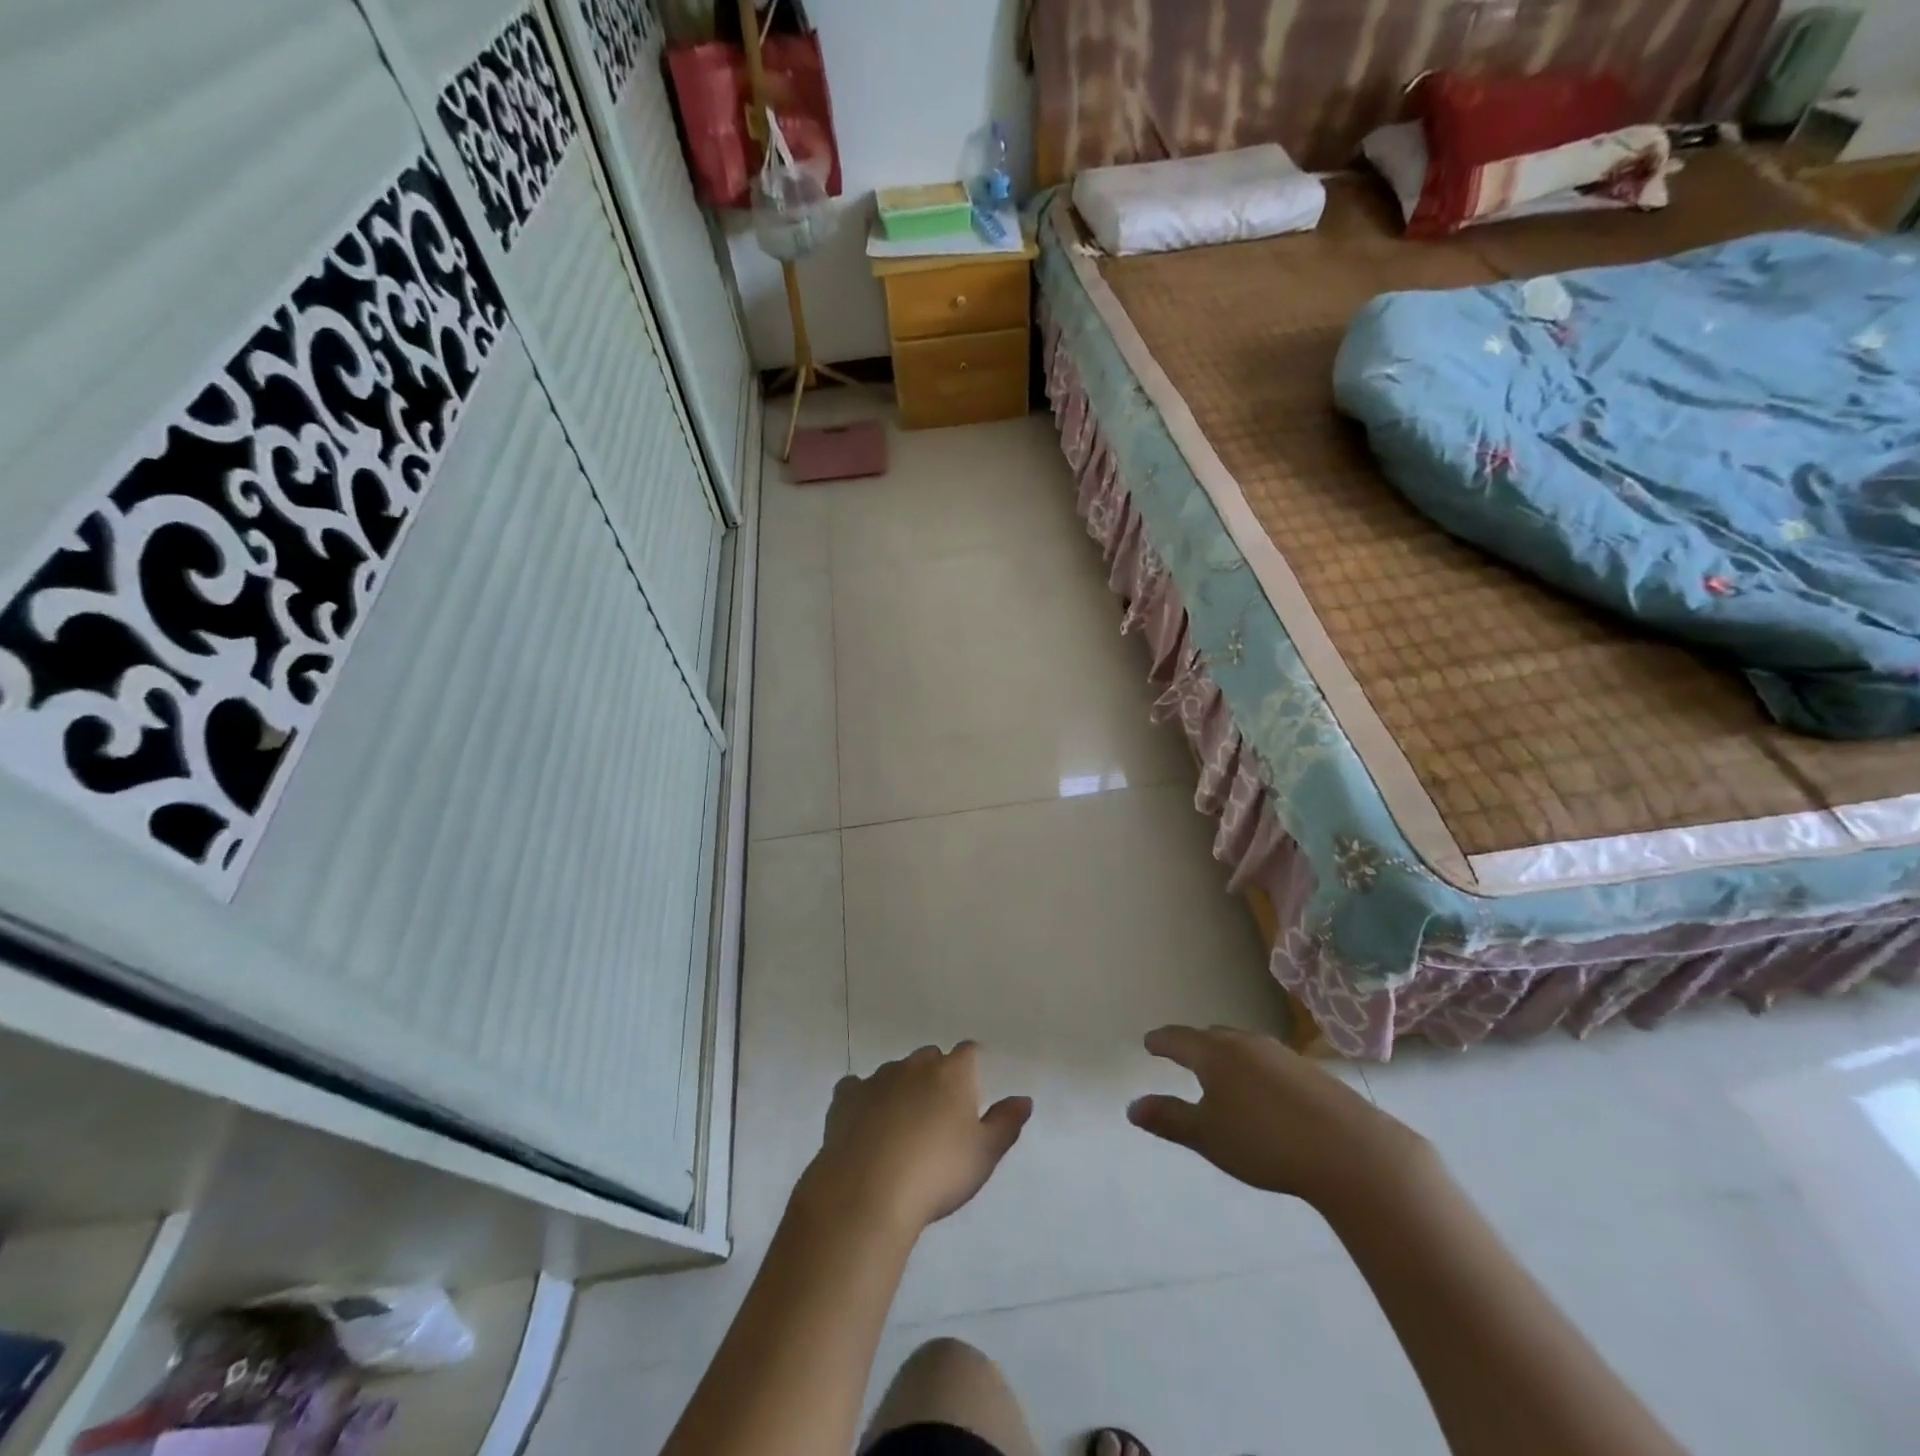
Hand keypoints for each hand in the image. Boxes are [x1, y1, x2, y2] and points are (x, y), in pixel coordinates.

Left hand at [798, 1043, 1032, 1235]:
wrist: (869, 1190)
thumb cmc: (937, 1172)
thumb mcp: (984, 1154)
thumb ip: (1005, 1123)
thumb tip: (1024, 1098)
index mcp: (952, 1072)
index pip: (968, 1052)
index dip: (972, 1066)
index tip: (972, 1088)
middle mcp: (915, 1065)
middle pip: (930, 1058)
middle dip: (936, 1076)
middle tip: (939, 1114)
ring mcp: (877, 1078)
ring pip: (895, 1072)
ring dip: (901, 1088)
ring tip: (902, 1126)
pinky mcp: (846, 1097)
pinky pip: (857, 1088)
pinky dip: (864, 1100)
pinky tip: (865, 1124)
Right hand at [1127, 1025, 1431, 1213]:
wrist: (1351, 1151)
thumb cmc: (1265, 1142)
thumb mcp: (1208, 1136)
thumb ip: (1169, 1119)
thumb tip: (1132, 1106)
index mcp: (1215, 1054)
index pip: (1178, 1039)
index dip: (1161, 1041)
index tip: (1149, 1042)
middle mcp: (1246, 1044)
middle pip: (1212, 1036)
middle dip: (1194, 1045)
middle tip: (1182, 1055)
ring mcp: (1282, 1055)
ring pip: (1244, 1046)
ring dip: (1227, 1055)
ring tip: (1222, 1074)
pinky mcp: (1312, 1072)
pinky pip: (1269, 1061)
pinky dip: (1255, 1069)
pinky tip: (1264, 1093)